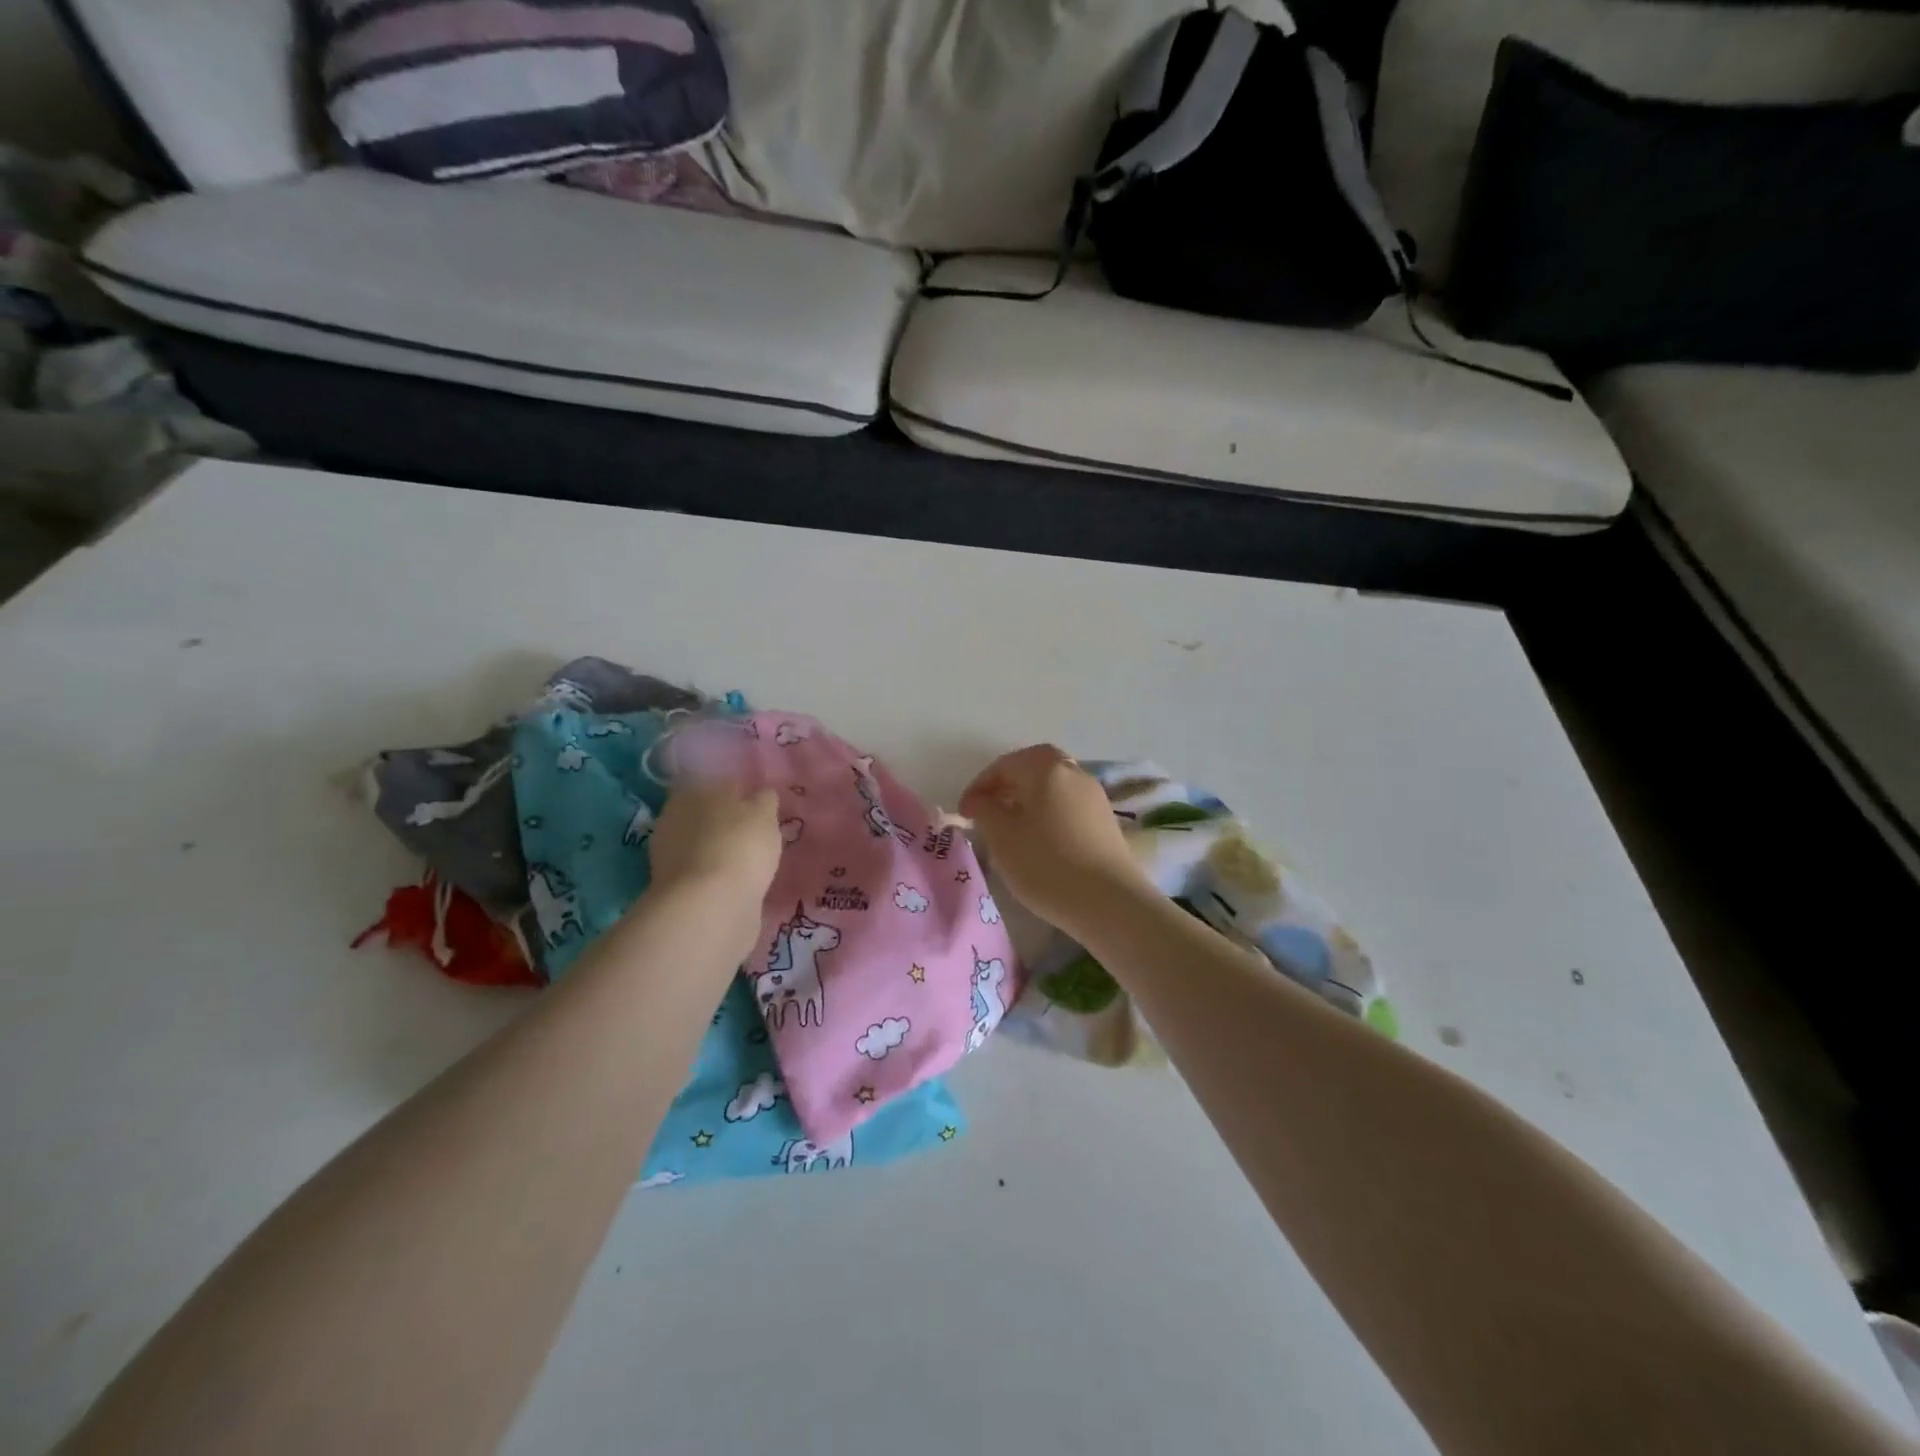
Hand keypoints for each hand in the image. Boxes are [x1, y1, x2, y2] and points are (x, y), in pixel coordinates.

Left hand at [643, 779, 782, 961]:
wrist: (710, 906)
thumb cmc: (739, 846)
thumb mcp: (763, 814)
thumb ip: (763, 800)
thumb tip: (761, 794)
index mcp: (692, 791)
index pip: (715, 782)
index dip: (737, 791)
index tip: (757, 802)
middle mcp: (673, 819)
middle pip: (705, 814)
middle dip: (726, 821)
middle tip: (755, 831)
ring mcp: (669, 856)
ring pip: (702, 844)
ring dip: (720, 849)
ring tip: (749, 859)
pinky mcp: (675, 889)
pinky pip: (702, 872)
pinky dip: (717, 874)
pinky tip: (737, 880)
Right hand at [958, 745, 1152, 933]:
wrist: (1110, 903)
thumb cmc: (1047, 865)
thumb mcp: (1002, 838)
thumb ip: (985, 811)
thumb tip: (980, 800)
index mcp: (1046, 768)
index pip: (1004, 765)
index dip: (979, 786)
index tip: (964, 813)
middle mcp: (1074, 773)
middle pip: (1034, 767)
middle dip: (1007, 784)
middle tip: (988, 809)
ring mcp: (1094, 796)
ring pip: (1053, 785)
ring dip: (1029, 798)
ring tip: (1011, 827)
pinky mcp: (1106, 820)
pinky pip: (1068, 803)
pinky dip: (1048, 811)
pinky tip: (1039, 839)